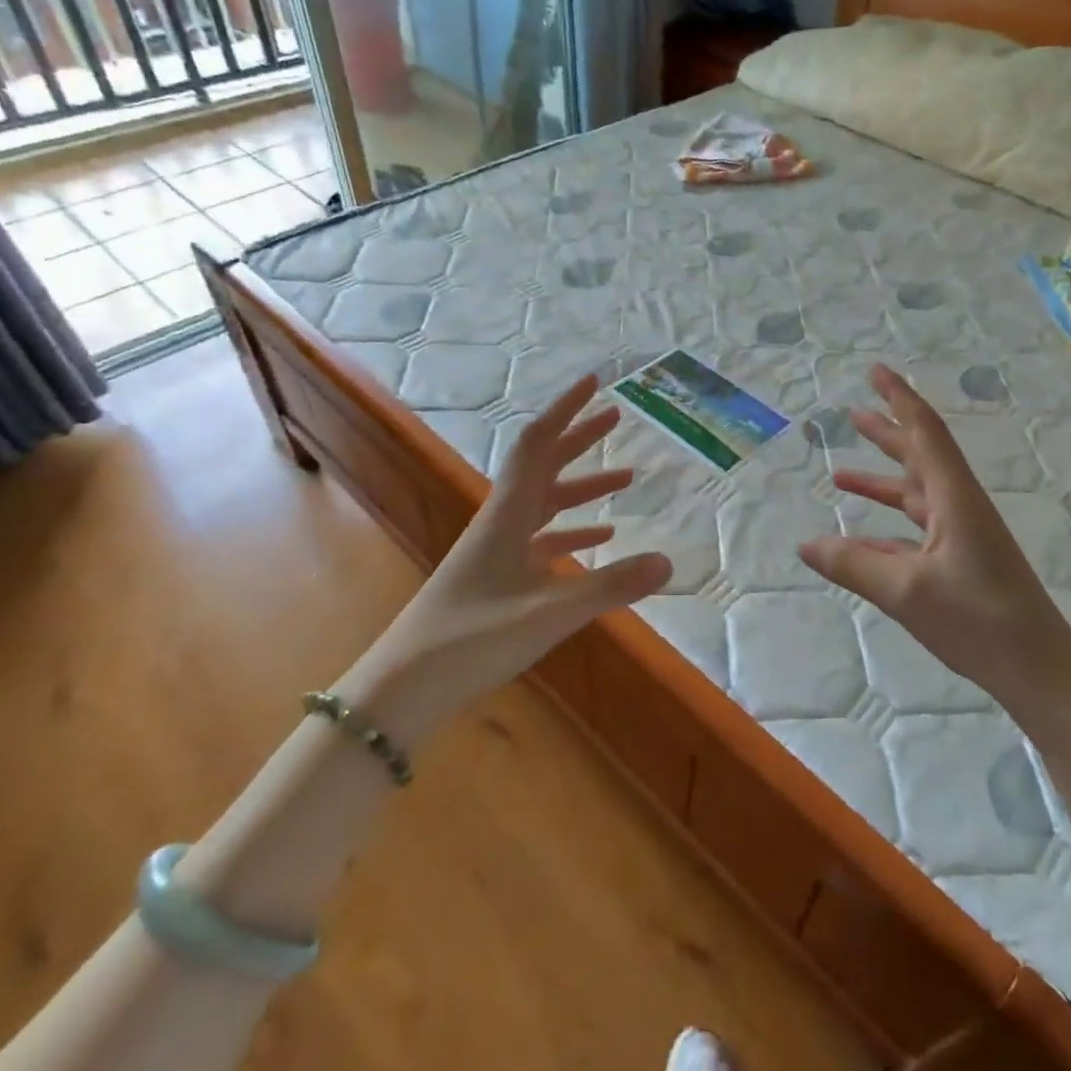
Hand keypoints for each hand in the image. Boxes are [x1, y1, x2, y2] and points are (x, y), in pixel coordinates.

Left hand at [364, 376, 671, 735]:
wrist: (403, 688)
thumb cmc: (470, 640)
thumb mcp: (548, 614)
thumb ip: (609, 586)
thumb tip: (668, 562)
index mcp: (507, 515)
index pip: (538, 445)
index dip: (566, 410)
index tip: (594, 383)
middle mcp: (501, 522)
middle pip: (544, 466)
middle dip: (579, 439)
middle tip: (615, 417)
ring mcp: (497, 551)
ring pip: (546, 504)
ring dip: (582, 487)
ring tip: (625, 480)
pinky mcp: (497, 579)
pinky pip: (542, 541)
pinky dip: (572, 532)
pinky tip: (599, 540)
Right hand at [798, 364, 1070, 702]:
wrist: (1040, 671)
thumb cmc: (978, 621)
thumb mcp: (906, 591)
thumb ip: (853, 564)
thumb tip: (804, 545)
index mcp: (954, 498)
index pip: (924, 433)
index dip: (899, 398)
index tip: (875, 371)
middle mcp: (959, 507)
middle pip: (919, 456)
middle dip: (887, 432)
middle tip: (854, 411)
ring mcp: (962, 536)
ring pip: (915, 494)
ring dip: (882, 480)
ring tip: (841, 473)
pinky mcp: (960, 562)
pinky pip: (915, 531)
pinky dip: (886, 527)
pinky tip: (859, 537)